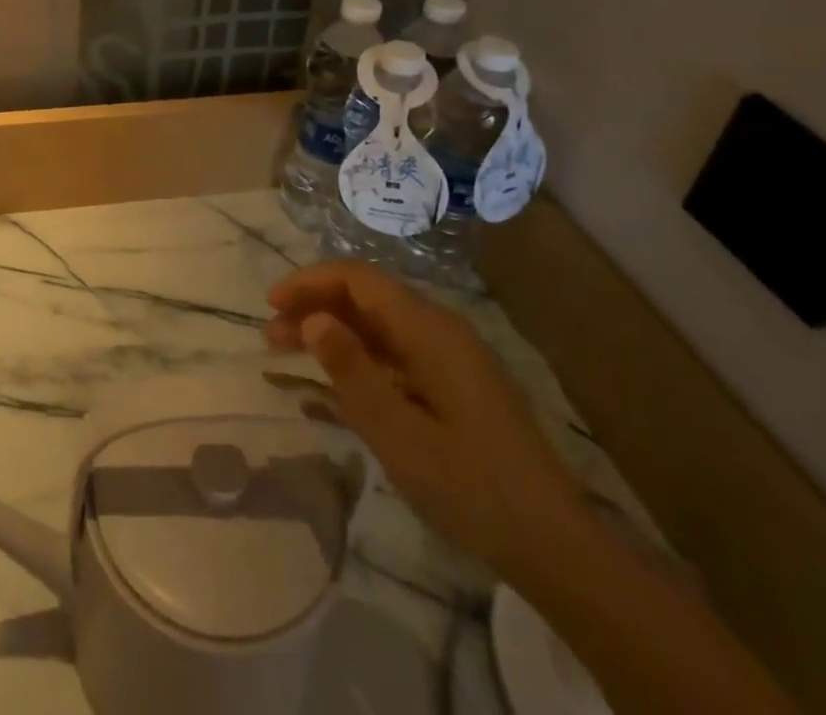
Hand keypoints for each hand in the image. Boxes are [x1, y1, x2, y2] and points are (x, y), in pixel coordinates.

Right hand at [264, 261, 587, 583]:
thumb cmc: (472, 488)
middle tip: (270, 336)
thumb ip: (352, 372)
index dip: (310, 282)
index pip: (359, 279)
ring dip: (332, 332)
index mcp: (430, 330)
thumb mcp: (399, 435)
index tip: (270, 304)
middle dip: (315, 307)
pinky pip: (395, 353)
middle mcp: (440, 329)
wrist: (555, 546)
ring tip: (288, 353)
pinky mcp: (454, 383)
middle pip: (366, 298)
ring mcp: (450, 356)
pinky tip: (333, 383)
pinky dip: (358, 358)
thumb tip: (312, 319)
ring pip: (378, 325)